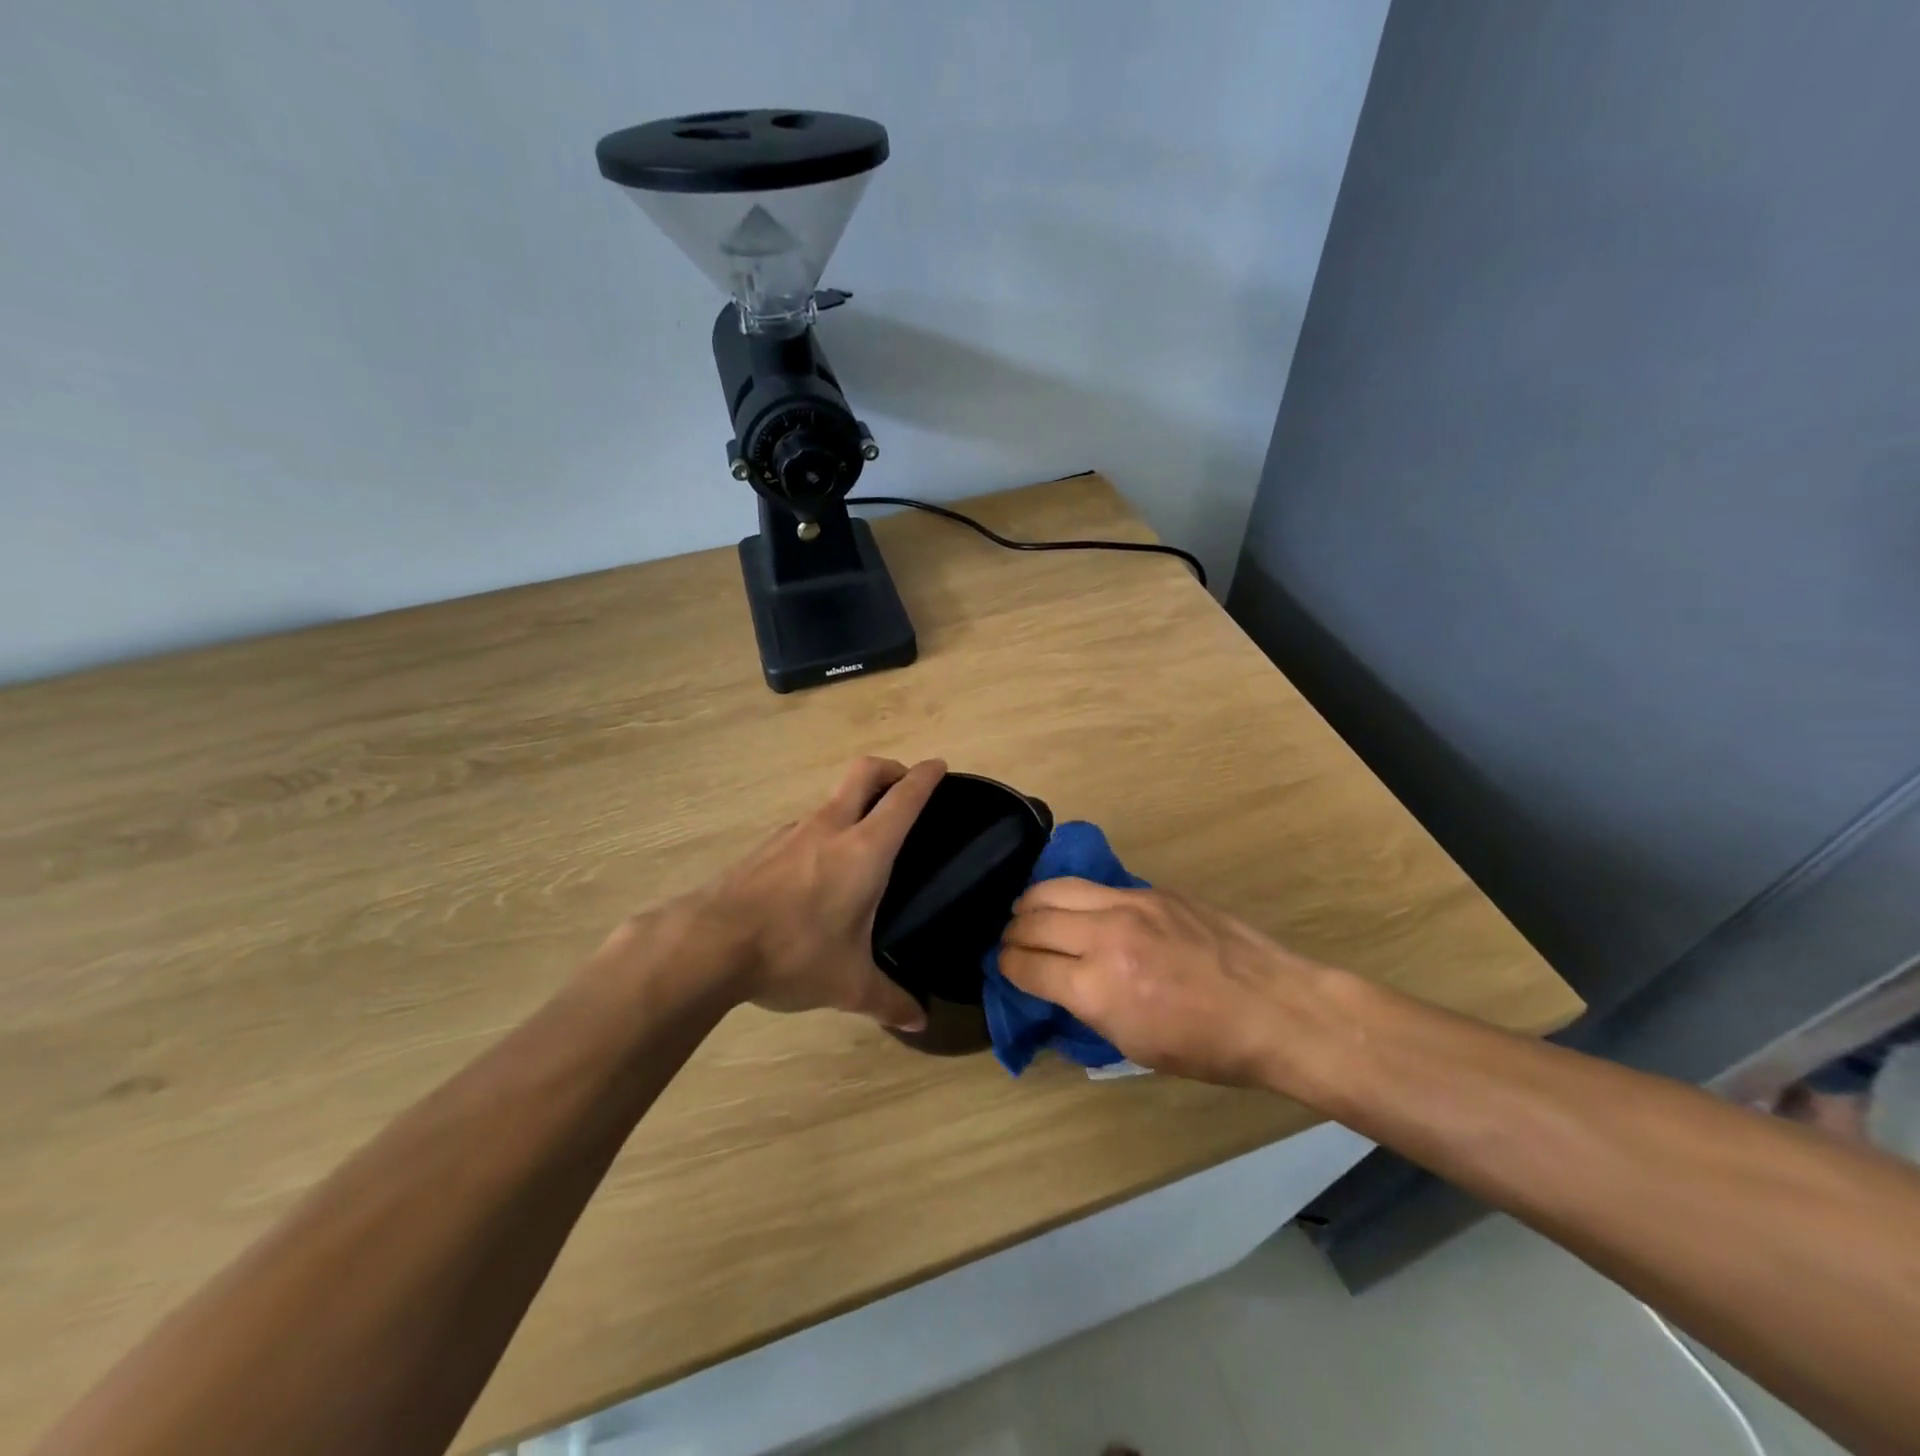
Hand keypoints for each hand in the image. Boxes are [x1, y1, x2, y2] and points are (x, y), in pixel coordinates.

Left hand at [695, 756, 945, 1030]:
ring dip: (854, 803)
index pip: (904, 798)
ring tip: (863, 841)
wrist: (709, 944)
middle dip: (890, 769)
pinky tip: (819, 871)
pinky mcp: (765, 847)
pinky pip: (805, 826)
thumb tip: (919, 1021)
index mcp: (864, 849)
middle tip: (904, 787)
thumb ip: (889, 1000)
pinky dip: (824, 831)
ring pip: (832, 799)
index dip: (925, 777)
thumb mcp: (848, 983)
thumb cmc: (793, 953)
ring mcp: (793, 832)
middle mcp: (831, 827)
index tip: (939, 766)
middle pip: (864, 772)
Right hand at [998, 878, 1336, 1088]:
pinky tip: (1075, 907)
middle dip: (1012, 933)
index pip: (1027, 965)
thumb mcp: (1133, 1045)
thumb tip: (1057, 986)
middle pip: (1033, 918)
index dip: (1006, 967)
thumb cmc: (1207, 1048)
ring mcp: (1130, 904)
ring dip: (1032, 903)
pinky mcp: (1151, 890)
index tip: (1003, 968)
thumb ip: (1086, 1008)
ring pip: (1056, 888)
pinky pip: (1094, 886)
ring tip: (1028, 913)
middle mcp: (1105, 935)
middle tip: (1011, 942)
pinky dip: (1071, 896)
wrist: (1275, 1008)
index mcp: (1097, 986)